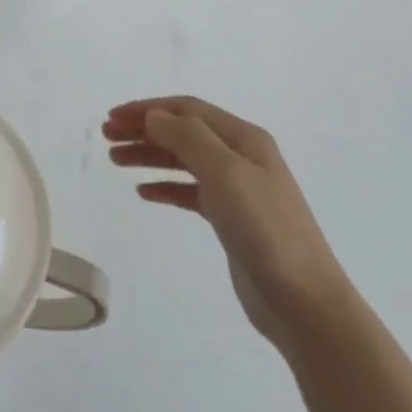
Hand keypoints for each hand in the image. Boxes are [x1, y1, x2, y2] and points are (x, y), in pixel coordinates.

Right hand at [104, 96, 352, 358]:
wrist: (304, 302)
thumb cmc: (265, 230)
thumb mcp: (226, 173)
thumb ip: (187, 138)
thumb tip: (153, 116)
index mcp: (244, 138)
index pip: (187, 110)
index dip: (148, 109)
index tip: (112, 117)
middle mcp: (240, 156)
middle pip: (183, 131)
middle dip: (143, 129)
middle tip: (107, 137)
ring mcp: (237, 189)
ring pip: (183, 160)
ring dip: (148, 155)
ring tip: (115, 160)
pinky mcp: (231, 219)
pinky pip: (189, 191)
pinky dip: (164, 186)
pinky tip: (143, 193)